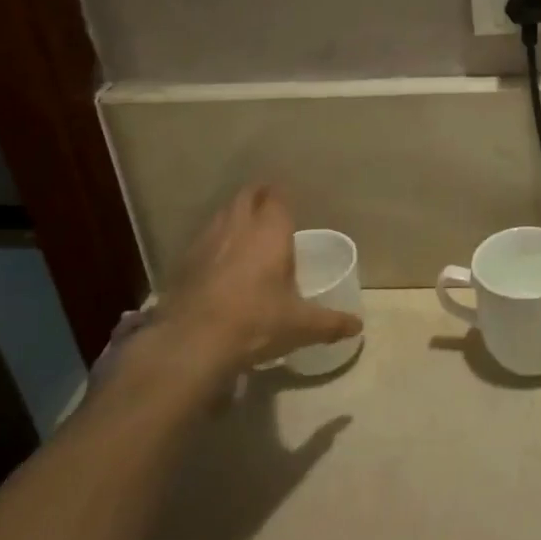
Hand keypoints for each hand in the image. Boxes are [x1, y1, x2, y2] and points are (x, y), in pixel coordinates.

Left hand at [142, 186, 361, 379]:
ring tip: (243, 232)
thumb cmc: (257, 322)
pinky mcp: (183, 263)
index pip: (276, 197)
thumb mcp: (301, 325)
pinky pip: (202, 241)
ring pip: (221, 215)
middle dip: (257, 197)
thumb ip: (331, 323)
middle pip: (246, 197)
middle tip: (267, 208)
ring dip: (233, 217)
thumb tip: (357, 326)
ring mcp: (206, 242)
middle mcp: (238, 227)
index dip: (280, 196)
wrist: (193, 343)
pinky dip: (212, 243)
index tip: (286, 201)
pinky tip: (216, 262)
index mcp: (270, 232)